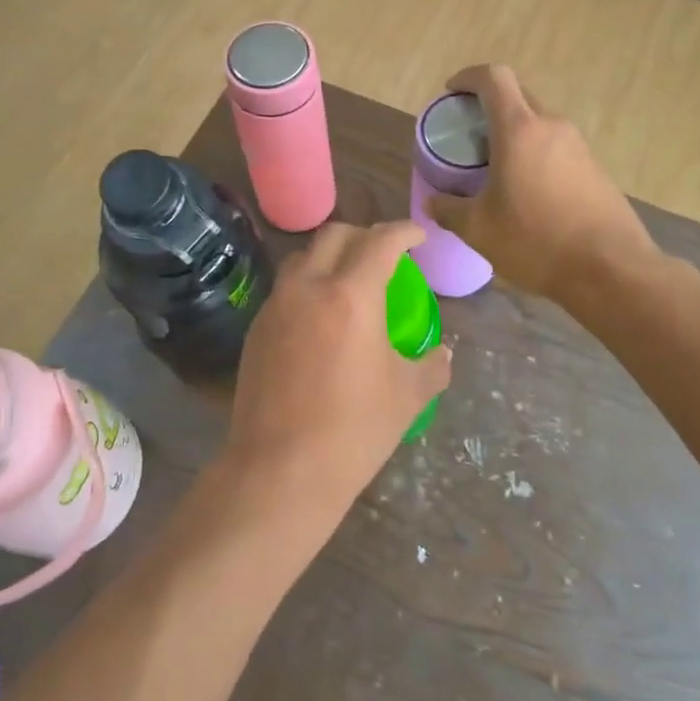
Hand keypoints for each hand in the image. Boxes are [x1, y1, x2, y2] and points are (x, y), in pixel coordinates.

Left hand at [224, 221, 450, 530]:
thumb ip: (431, 366)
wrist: (281, 469)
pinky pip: (285, 289)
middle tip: (385, 254)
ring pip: (303, 258)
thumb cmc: (354, 430)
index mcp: (351, 295)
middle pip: (334, 235)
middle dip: (364, 234)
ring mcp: (276, 306)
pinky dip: (307, 286)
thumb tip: (443, 354)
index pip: (380, 241)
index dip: (404, 231)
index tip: (419, 236)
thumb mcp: (407, 396)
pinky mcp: (256, 328)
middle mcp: (308, 288)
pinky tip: (319, 318)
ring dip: (330, 257)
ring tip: (349, 281)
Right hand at [424, 64, 656, 301]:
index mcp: (519, 130)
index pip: (493, 78)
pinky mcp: (595, 168)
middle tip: (468, 134)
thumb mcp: (478, 229)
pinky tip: (526, 189)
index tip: (451, 94)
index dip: (468, 77)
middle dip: (489, 104)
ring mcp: (579, 146)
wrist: (611, 270)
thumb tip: (433, 203)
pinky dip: (535, 153)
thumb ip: (449, 210)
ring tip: (494, 165)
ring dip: (514, 131)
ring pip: (539, 122)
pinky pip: (557, 146)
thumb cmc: (536, 241)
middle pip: (517, 95)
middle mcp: (552, 126)